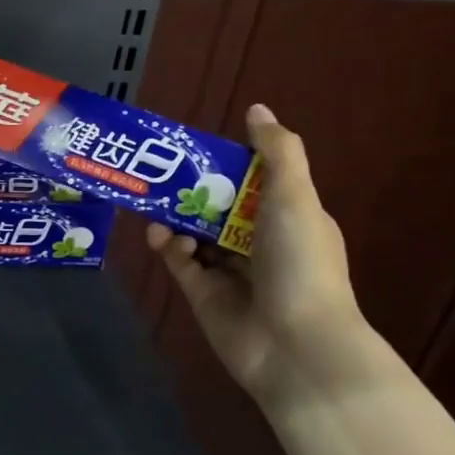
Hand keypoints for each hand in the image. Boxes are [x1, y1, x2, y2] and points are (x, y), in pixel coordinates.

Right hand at [147, 104, 364, 403]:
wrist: (295, 344)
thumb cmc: (300, 263)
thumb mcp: (295, 198)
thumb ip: (277, 152)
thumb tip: (257, 109)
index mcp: (286, 218)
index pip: (252, 183)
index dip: (226, 165)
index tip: (195, 149)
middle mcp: (258, 243)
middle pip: (217, 207)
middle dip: (191, 190)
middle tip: (158, 171)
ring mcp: (229, 271)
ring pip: (193, 233)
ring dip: (175, 217)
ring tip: (153, 202)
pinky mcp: (203, 294)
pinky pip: (179, 262)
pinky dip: (168, 247)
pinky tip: (161, 237)